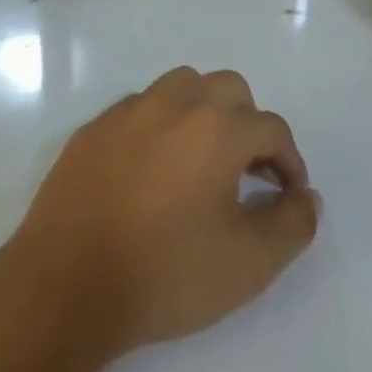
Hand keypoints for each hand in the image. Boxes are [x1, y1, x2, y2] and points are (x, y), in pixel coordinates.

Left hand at [8, 67, 319, 355]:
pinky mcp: (93, 129)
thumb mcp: (249, 263)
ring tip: (202, 162)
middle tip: (249, 172)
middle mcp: (174, 103)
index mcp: (217, 127)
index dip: (290, 161)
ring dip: (203, 113)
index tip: (287, 195)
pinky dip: (159, 126)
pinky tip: (152, 170)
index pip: (272, 128)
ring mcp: (127, 112)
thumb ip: (292, 224)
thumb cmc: (166, 272)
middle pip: (228, 90)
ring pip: (181, 87)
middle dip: (249, 124)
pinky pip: (139, 109)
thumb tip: (305, 197)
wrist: (66, 284)